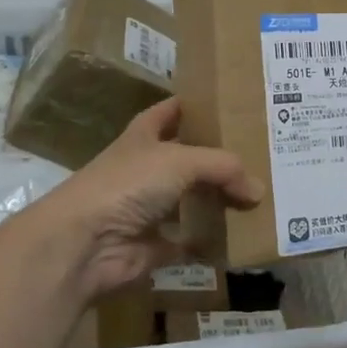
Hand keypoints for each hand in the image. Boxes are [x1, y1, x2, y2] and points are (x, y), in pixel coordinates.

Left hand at [38, 98, 262, 298]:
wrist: (84, 244)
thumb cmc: (127, 184)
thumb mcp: (180, 160)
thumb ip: (223, 168)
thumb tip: (258, 189)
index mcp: (144, 135)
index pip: (172, 110)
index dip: (196, 104)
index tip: (230, 102)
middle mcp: (146, 168)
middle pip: (189, 158)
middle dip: (219, 157)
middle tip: (262, 153)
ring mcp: (149, 208)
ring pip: (193, 199)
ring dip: (219, 200)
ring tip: (262, 194)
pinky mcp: (155, 245)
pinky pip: (192, 240)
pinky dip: (213, 241)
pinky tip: (245, 235)